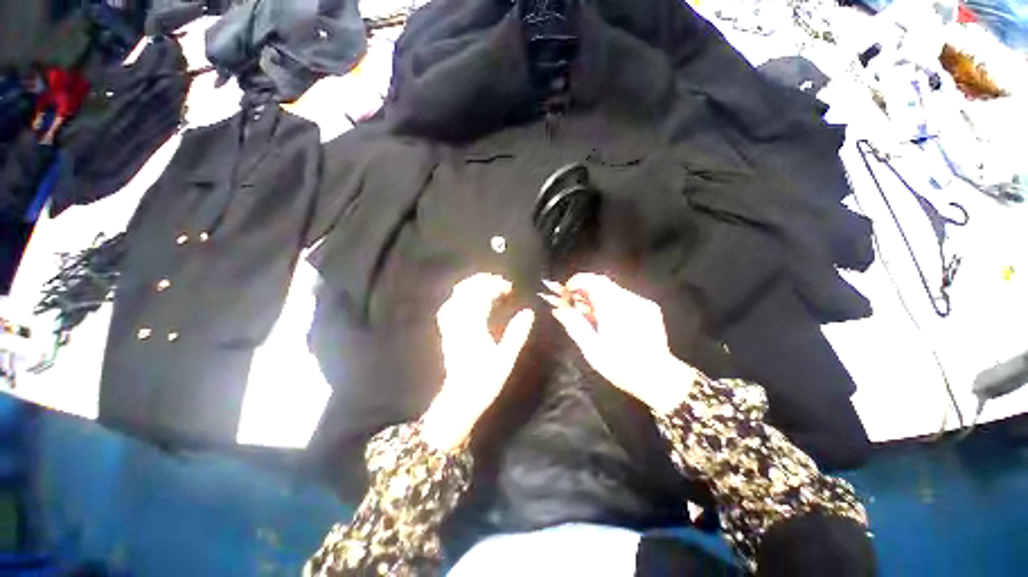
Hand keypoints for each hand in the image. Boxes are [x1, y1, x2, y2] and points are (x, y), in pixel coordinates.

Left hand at [422, 273, 534, 449]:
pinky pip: (449, 307)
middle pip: (466, 291)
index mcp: (473, 326)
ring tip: (487, 286)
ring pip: (456, 296)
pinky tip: (468, 300)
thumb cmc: (485, 379)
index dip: (496, 287)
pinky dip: (460, 298)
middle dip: (483, 282)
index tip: (509, 287)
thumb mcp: (506, 357)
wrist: (460, 398)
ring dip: (471, 287)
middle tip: (500, 283)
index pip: (482, 296)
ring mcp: (449, 326)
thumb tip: (528, 312)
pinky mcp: (446, 332)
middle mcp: (458, 322)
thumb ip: (517, 333)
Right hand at [548, 273, 694, 413]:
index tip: (566, 292)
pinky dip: (612, 300)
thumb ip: (573, 324)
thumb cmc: (620, 365)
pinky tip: (610, 318)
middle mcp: (628, 299)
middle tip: (575, 303)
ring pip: (613, 289)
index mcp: (612, 308)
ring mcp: (641, 302)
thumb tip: (558, 308)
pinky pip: (625, 296)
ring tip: (591, 313)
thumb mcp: (591, 348)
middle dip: (585, 288)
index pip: (592, 281)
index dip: (576, 281)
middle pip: (602, 282)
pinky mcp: (650, 308)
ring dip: (598, 295)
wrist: (659, 377)